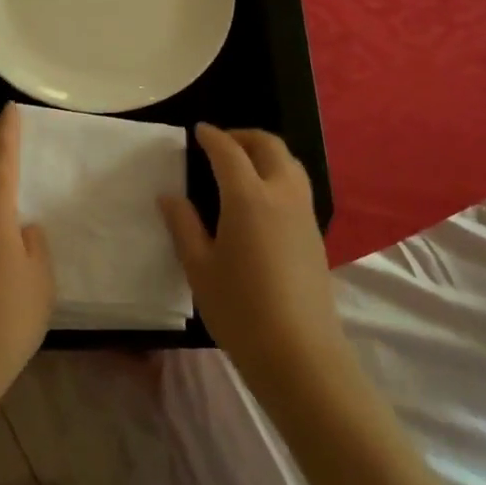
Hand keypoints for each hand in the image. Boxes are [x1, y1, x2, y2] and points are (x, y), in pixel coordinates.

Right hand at [161, 125, 342, 382]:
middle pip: (270, 146)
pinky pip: (297, 186)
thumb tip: (170, 196)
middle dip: (244, 136)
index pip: (229, 152)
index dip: (212, 137)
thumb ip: (183, 225)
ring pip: (290, 163)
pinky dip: (278, 174)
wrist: (299, 353)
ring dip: (266, 153)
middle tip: (221, 142)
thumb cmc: (240, 309)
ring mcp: (304, 214)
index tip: (198, 131)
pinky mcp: (315, 235)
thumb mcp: (199, 267)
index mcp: (249, 197)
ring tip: (242, 165)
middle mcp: (282, 195)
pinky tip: (260, 199)